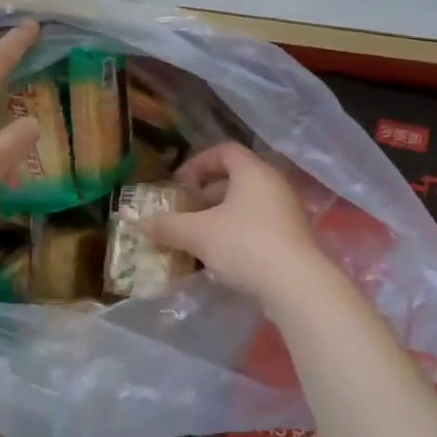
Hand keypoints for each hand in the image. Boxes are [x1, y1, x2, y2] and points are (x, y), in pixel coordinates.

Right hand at [141, 143, 329, 305]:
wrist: (296, 285)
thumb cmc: (245, 245)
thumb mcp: (198, 234)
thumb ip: (168, 226)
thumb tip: (140, 223)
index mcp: (253, 172)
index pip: (224, 151)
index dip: (198, 163)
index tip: (179, 184)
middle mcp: (273, 185)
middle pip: (235, 178)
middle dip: (205, 194)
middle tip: (185, 211)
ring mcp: (286, 212)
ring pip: (246, 204)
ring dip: (220, 216)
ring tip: (198, 237)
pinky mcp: (292, 238)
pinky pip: (258, 225)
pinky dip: (237, 232)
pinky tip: (221, 256)